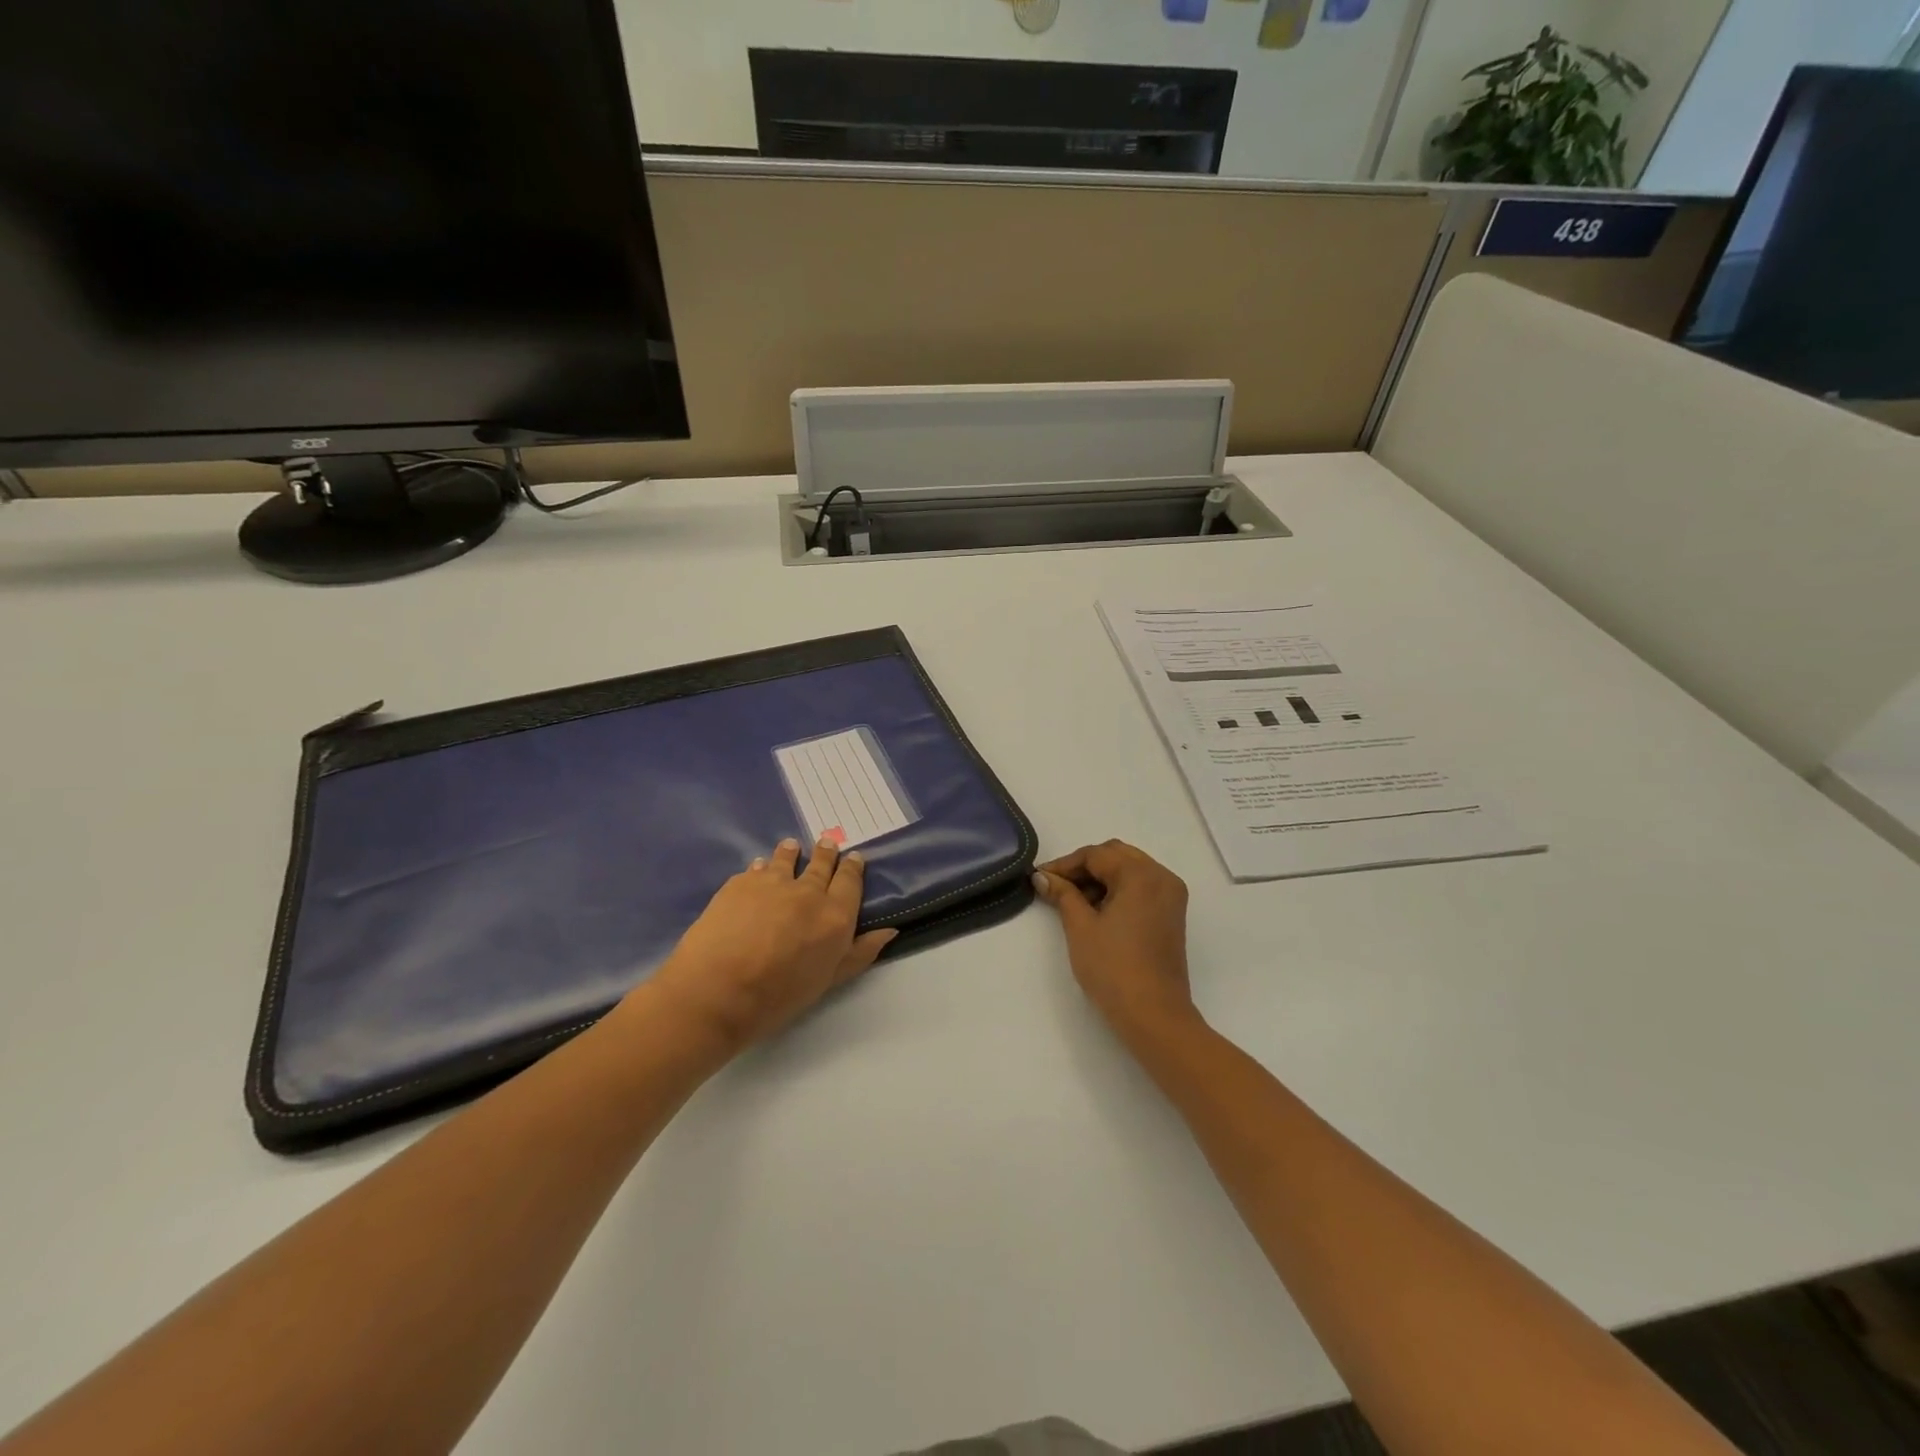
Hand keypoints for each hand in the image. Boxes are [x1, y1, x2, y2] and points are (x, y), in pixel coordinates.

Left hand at [648, 837, 896, 1054]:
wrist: (717, 991)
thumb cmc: (778, 996)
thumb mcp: (828, 980)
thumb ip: (859, 953)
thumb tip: (889, 931)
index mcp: (835, 915)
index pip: (850, 881)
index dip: (853, 867)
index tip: (853, 857)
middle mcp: (808, 891)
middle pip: (821, 864)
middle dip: (826, 853)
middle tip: (826, 843)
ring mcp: (772, 882)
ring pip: (786, 858)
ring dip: (791, 852)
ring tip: (791, 846)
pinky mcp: (740, 883)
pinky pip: (756, 869)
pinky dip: (761, 867)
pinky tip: (758, 868)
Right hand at [1032, 841, 1200, 1049]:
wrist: (1154, 1015)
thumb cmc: (1113, 968)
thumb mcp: (1080, 927)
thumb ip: (1062, 894)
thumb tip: (1042, 876)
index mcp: (1141, 874)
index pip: (1096, 855)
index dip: (1065, 864)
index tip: (1039, 878)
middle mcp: (1161, 877)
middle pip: (1116, 856)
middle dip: (1084, 867)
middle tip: (1055, 886)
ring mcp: (1171, 896)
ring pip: (1130, 870)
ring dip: (1101, 878)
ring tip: (1073, 900)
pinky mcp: (1172, 914)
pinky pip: (1141, 887)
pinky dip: (1118, 890)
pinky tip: (1097, 910)